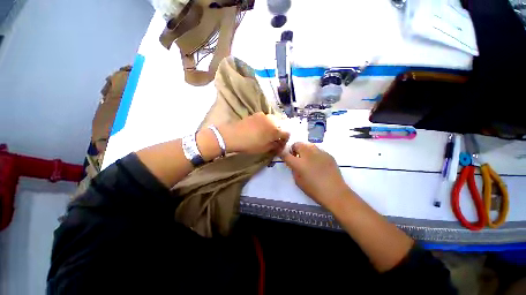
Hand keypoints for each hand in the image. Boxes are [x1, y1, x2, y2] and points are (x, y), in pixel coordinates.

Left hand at [219, 112, 289, 153]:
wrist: (233, 135)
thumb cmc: (250, 144)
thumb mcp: (264, 148)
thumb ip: (274, 146)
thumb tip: (279, 145)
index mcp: (276, 130)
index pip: (286, 134)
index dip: (284, 140)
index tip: (280, 144)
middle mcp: (272, 120)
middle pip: (279, 126)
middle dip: (278, 133)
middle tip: (272, 139)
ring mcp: (263, 115)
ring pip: (272, 121)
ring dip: (271, 127)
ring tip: (264, 133)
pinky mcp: (256, 114)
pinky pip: (264, 119)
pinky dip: (264, 123)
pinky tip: (258, 128)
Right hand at [280, 142, 349, 207]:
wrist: (335, 192)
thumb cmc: (314, 190)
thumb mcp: (298, 181)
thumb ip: (294, 169)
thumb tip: (294, 163)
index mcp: (299, 163)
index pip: (286, 154)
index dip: (282, 153)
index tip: (281, 153)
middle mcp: (308, 155)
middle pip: (297, 144)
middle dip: (294, 149)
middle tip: (296, 156)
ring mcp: (319, 153)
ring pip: (307, 144)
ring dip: (304, 149)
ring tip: (307, 158)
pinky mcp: (328, 154)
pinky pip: (317, 149)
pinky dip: (314, 153)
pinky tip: (317, 162)